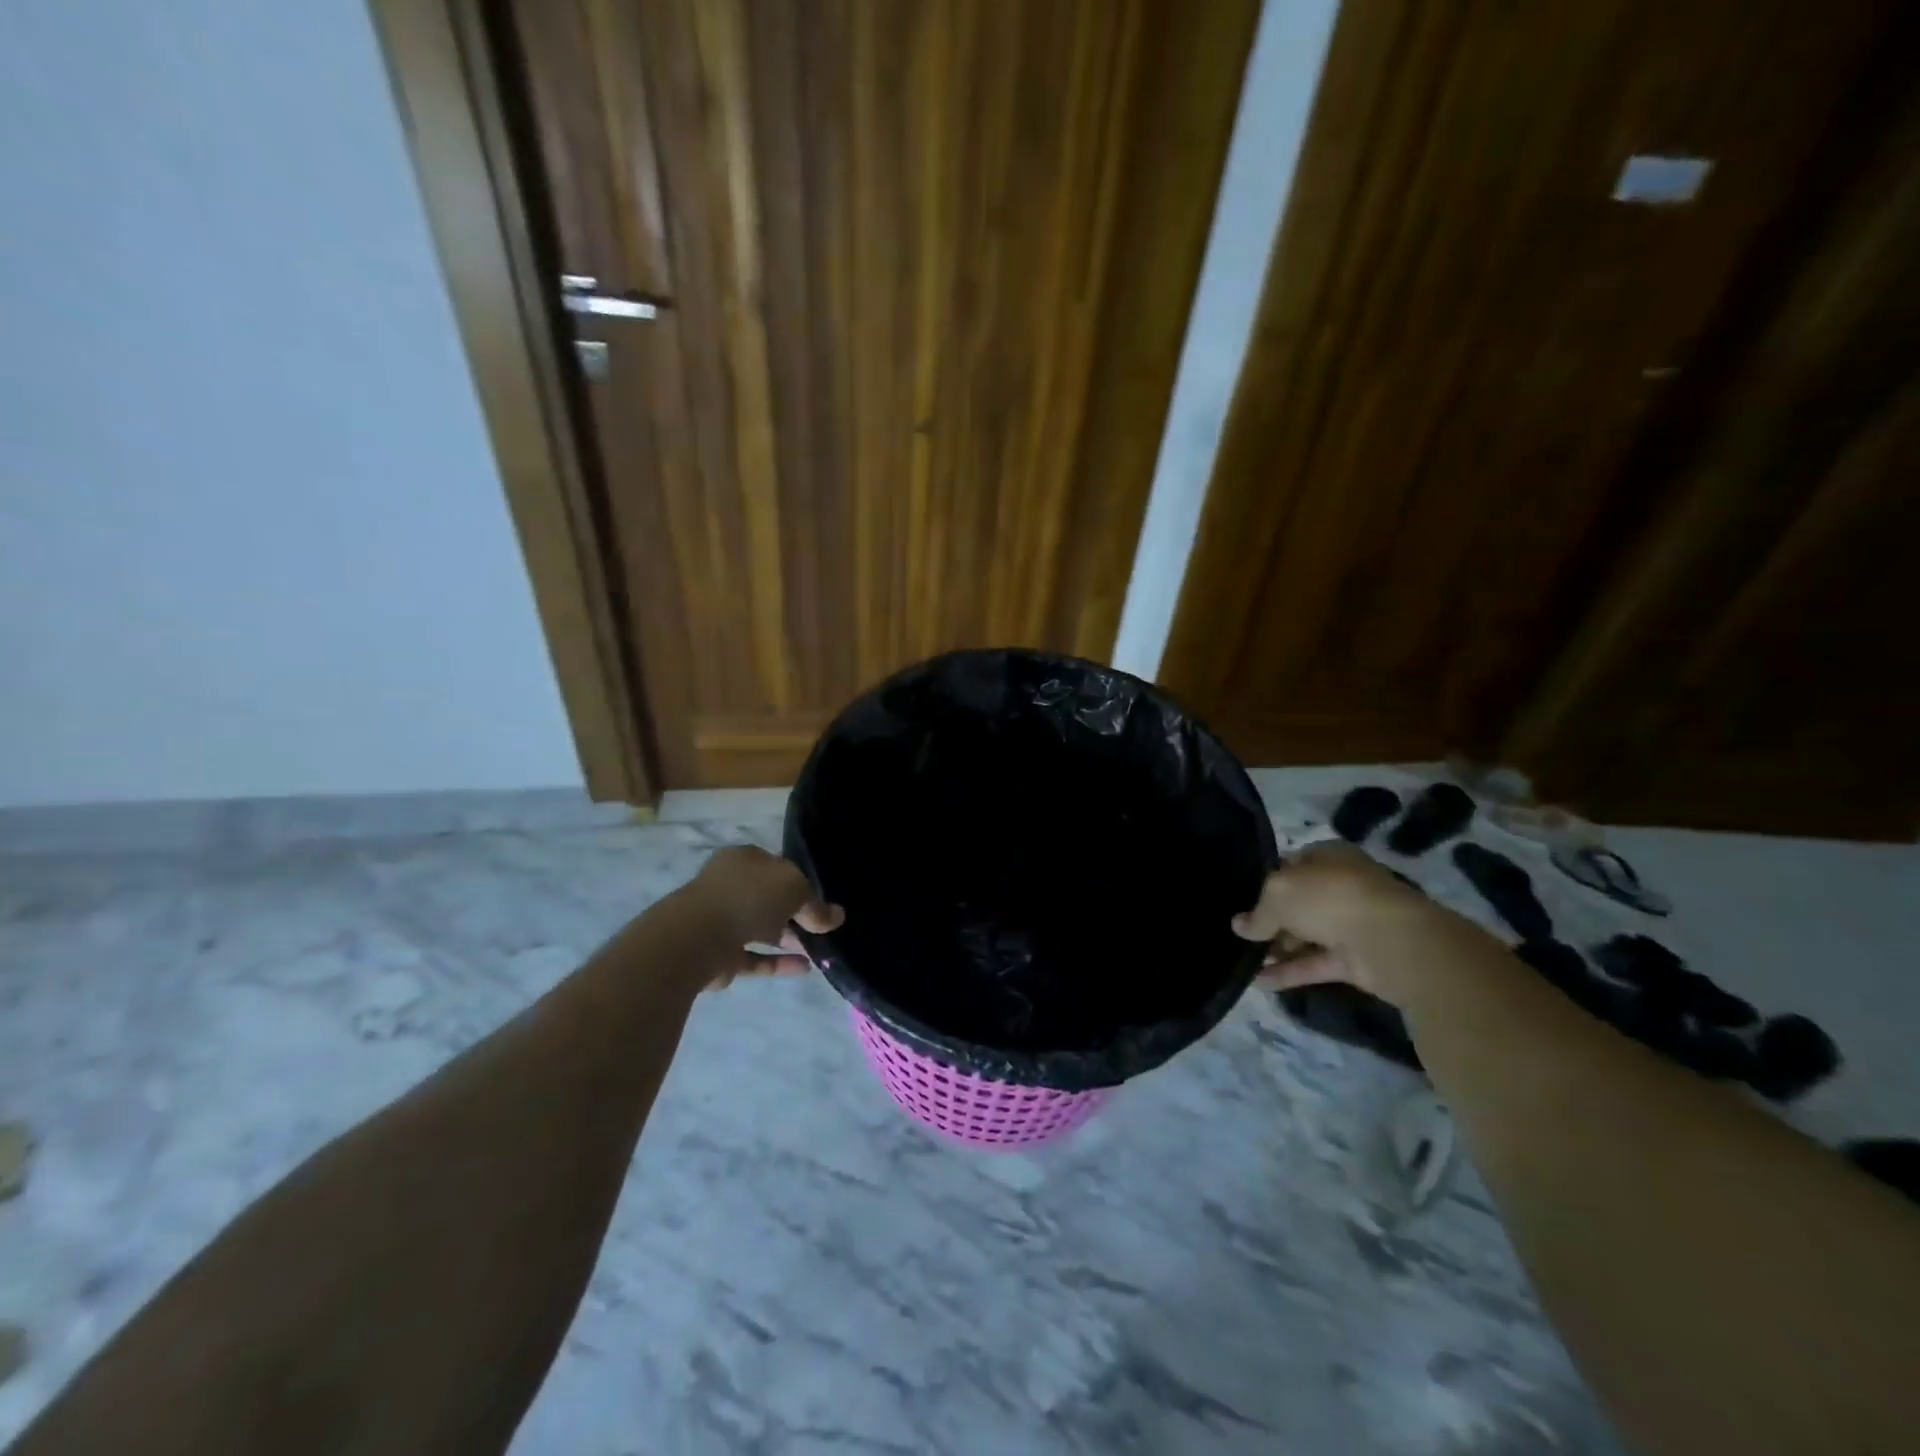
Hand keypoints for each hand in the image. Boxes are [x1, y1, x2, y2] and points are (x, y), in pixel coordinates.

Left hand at [685, 846, 843, 988]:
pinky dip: (778, 962)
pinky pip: (756, 957)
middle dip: (796, 912)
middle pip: (769, 898)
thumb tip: (836, 917)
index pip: (777, 866)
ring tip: (820, 949)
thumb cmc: (748, 897)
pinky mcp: (720, 956)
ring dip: (789, 939)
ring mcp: (722, 922)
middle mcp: (730, 886)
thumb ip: (816, 904)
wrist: (697, 938)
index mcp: (744, 860)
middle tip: (823, 927)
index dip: (801, 880)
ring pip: (762, 929)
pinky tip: (805, 968)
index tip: (823, 898)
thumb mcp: (795, 888)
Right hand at [1231, 841, 1433, 1000]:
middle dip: (1270, 919)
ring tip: (1243, 960)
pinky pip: (1315, 964)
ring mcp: (1350, 925)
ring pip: (1306, 935)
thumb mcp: (1278, 893)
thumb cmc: (1330, 899)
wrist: (1390, 942)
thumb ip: (1258, 912)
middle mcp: (1341, 888)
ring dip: (1277, 949)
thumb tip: (1240, 926)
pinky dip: (1290, 973)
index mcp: (1328, 858)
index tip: (1242, 899)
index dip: (1265, 881)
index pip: (1291, 865)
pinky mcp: (1356, 960)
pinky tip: (1260, 982)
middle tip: (1240, 935)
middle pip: (1298, 903)